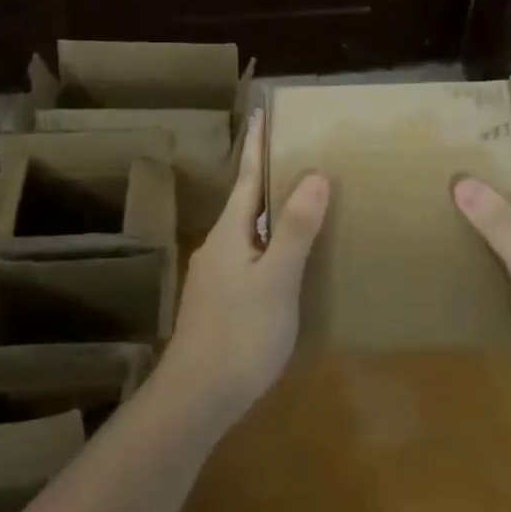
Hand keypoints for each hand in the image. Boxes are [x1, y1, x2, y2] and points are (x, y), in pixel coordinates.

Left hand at [164, 109, 329, 420]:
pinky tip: (284, 262)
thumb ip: (295, 228)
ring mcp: (214, 276)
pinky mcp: (218, 302)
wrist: (196, 399)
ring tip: (297, 205)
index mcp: (229, 233)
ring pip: (246, 232)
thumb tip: (314, 175)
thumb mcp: (277, 279)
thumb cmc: (241, 333)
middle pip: (244, 202)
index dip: (256, 146)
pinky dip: (267, 245)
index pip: (245, 177)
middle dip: (266, 178)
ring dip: (268, 213)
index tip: (261, 113)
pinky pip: (247, 257)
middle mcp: (217, 247)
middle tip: (296, 157)